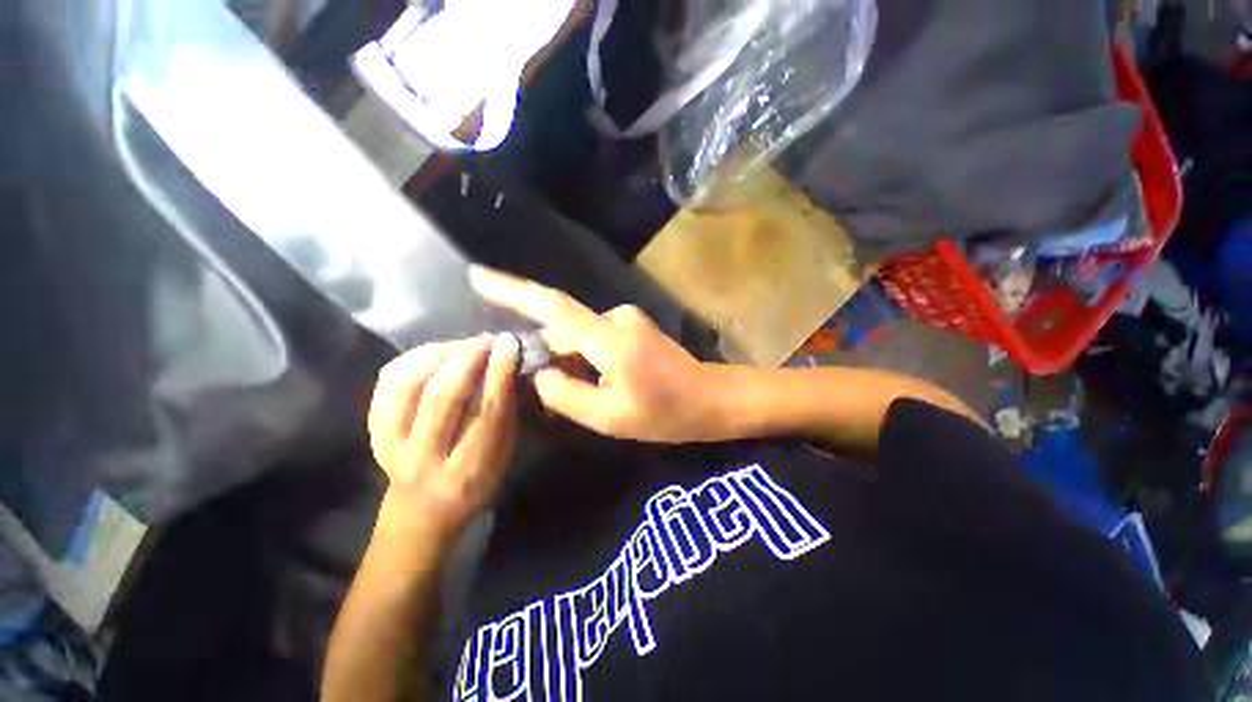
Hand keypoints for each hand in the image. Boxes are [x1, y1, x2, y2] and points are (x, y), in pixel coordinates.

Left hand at [366, 334, 519, 539]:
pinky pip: (387, 382)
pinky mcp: (373, 430)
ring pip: (408, 385)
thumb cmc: (476, 481)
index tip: (509, 344)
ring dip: (440, 354)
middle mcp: (423, 459)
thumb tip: (509, 364)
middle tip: (489, 339)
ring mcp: (390, 445)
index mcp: (466, 472)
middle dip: (468, 358)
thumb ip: (506, 413)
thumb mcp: (503, 456)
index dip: (498, 374)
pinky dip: (413, 358)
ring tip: (465, 344)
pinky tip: (438, 351)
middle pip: (441, 397)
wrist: (422, 510)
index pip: (485, 413)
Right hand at [468, 266, 721, 442]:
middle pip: (564, 330)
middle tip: (543, 390)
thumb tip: (540, 374)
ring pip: (580, 337)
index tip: (477, 275)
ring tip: (579, 394)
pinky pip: (595, 339)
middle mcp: (616, 318)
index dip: (512, 290)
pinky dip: (585, 358)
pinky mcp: (632, 327)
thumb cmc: (665, 413)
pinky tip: (593, 383)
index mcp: (609, 338)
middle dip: (547, 355)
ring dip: (569, 361)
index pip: (553, 306)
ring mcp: (627, 320)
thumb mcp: (609, 416)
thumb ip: (566, 395)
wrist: (709, 399)